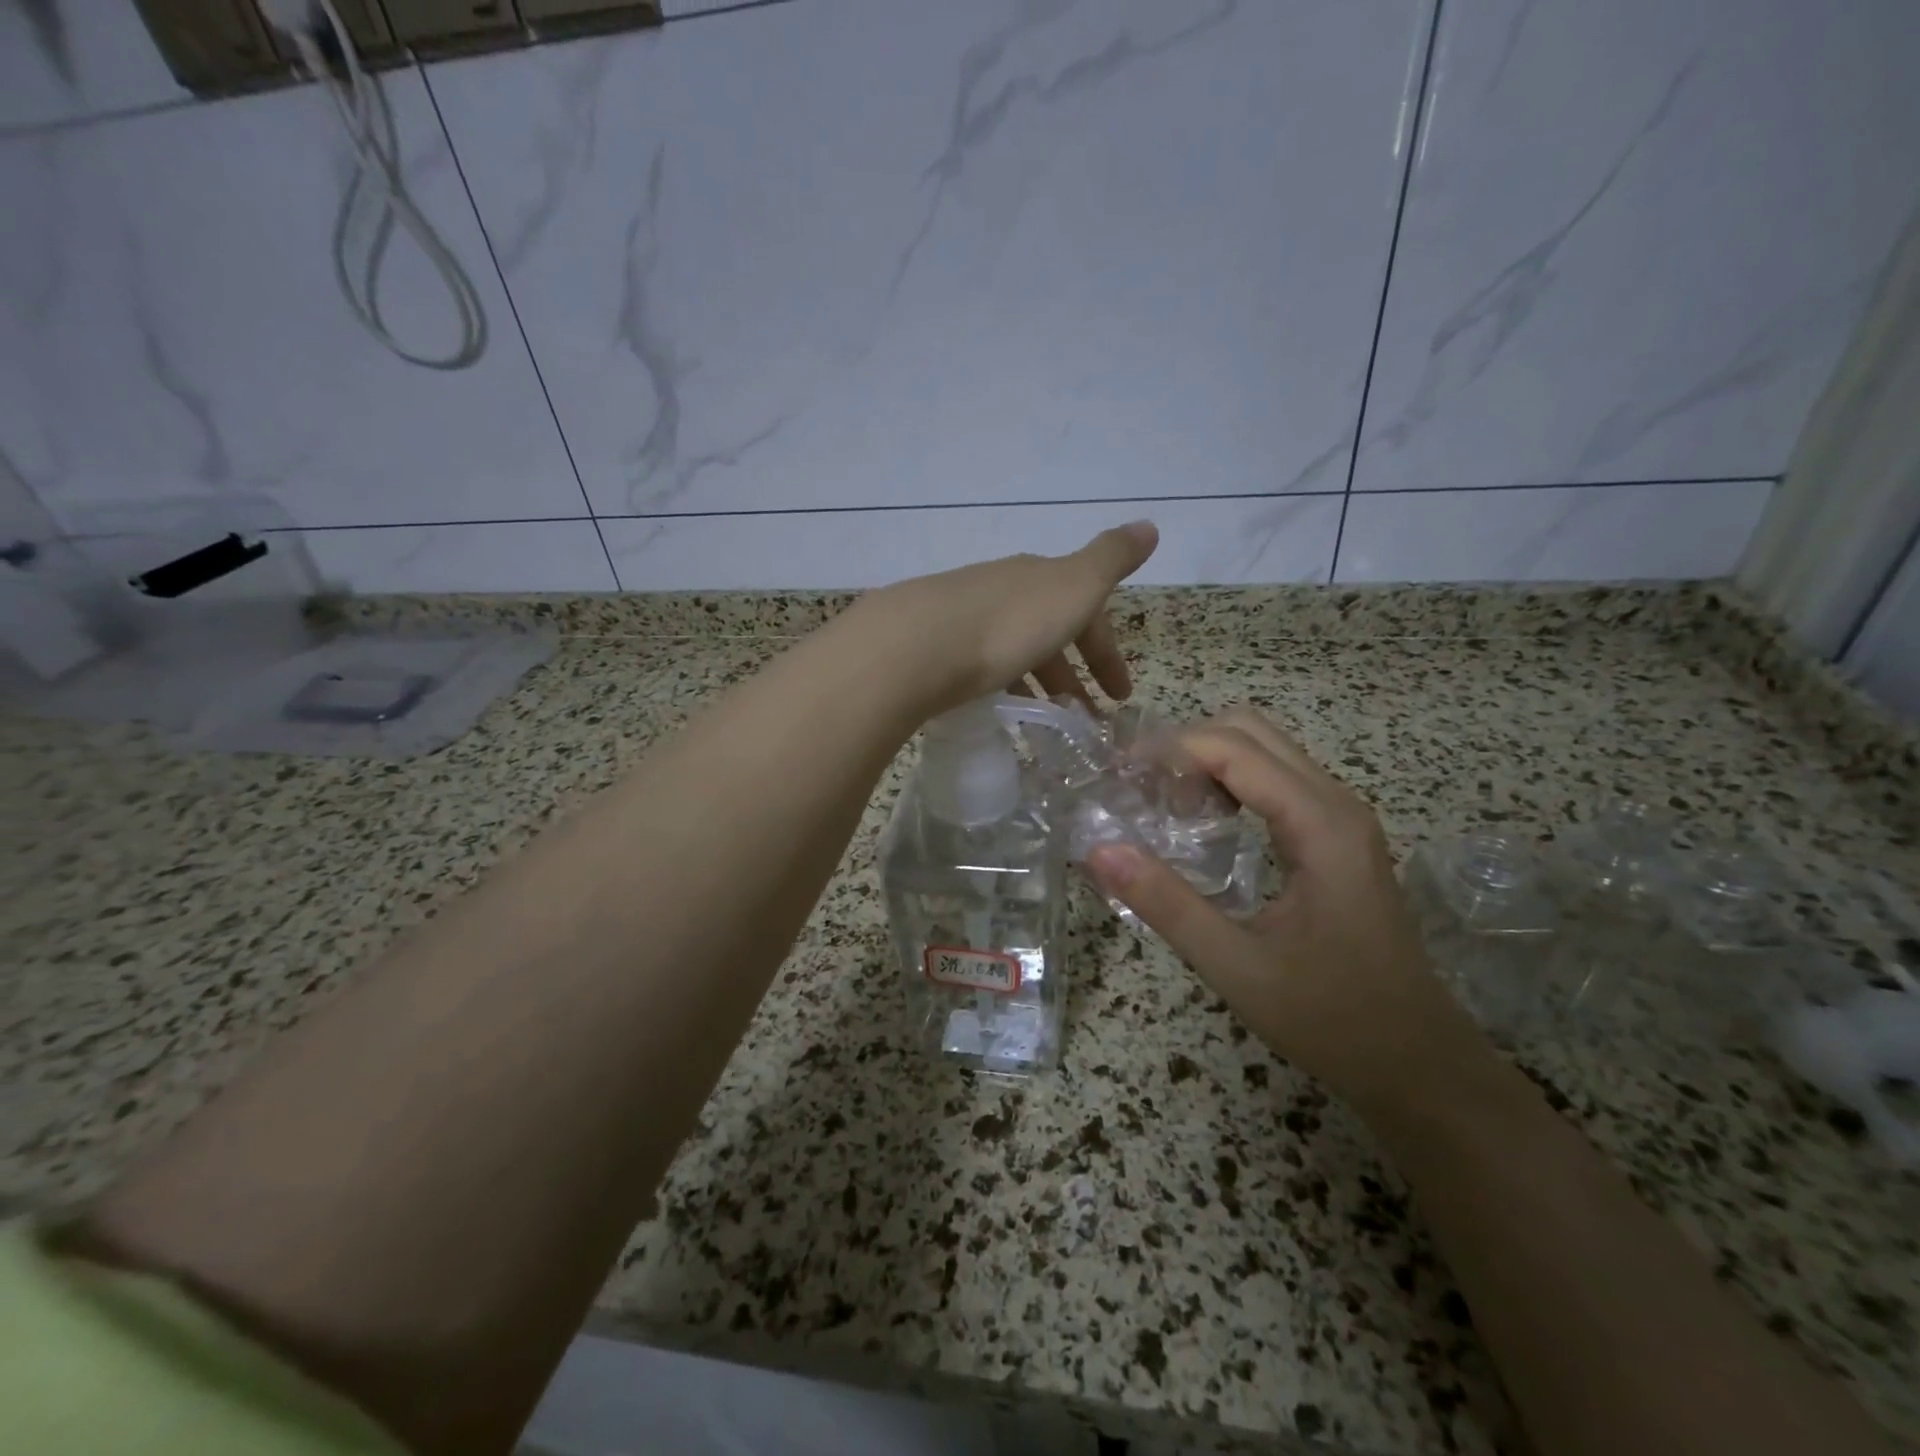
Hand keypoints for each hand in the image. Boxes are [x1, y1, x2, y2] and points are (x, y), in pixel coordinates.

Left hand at [861, 522, 1158, 713]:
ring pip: (1012, 651)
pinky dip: (999, 688)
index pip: (1085, 613)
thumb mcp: (1074, 587)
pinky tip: (996, 711)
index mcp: (1038, 578)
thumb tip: (1149, 524)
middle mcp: (1001, 589)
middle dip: (1071, 674)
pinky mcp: (932, 648)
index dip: (1106, 652)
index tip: (1120, 696)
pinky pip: (979, 667)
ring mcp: (962, 616)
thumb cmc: (1008, 623)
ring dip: (1036, 685)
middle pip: (1047, 632)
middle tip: (1084, 719)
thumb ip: (1111, 559)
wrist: (916, 645)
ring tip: (1045, 726)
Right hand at [1085, 707, 1485, 1111]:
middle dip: (1188, 746)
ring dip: (1208, 762)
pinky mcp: (1337, 836)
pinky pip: (1277, 781)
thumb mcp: (1236, 967)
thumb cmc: (1331, 1018)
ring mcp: (1342, 818)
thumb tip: (1099, 851)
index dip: (1170, 749)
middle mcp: (1336, 804)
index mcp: (1319, 825)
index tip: (1118, 772)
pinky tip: (1205, 825)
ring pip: (1265, 751)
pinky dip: (1230, 783)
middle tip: (1140, 789)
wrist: (1417, 1061)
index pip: (1233, 748)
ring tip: (1164, 806)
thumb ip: (1166, 904)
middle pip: (1251, 731)